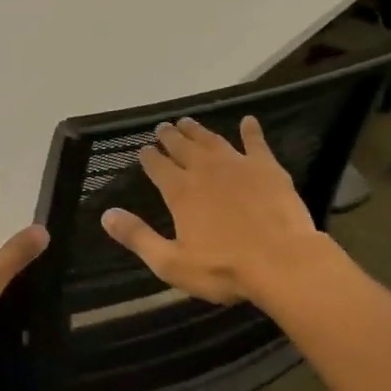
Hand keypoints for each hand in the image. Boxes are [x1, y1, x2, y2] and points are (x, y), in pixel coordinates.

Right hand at [99, 117, 335, 305]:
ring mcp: (238, 165)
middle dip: (170, 137)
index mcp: (180, 192)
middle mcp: (205, 170)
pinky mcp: (267, 169)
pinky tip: (248, 121)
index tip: (143, 149)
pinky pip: (256, 143)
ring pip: (212, 141)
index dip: (149, 157)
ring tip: (188, 121)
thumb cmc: (224, 268)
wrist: (283, 262)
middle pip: (183, 147)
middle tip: (162, 127)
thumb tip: (107, 215)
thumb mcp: (171, 263)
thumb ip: (138, 237)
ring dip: (198, 130)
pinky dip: (250, 131)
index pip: (158, 167)